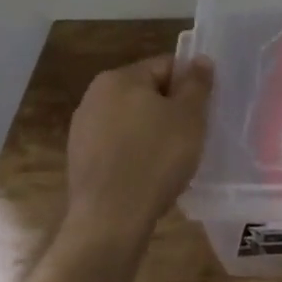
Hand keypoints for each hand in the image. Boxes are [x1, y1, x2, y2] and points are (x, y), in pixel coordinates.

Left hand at [64, 53, 214, 247]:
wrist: (109, 222)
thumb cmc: (155, 159)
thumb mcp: (189, 116)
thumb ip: (197, 83)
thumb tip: (200, 59)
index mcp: (119, 78)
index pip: (165, 66)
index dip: (189, 86)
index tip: (202, 111)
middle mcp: (94, 96)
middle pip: (146, 92)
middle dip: (170, 110)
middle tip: (190, 136)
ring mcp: (82, 130)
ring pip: (132, 121)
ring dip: (152, 132)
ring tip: (170, 160)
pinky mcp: (80, 160)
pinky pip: (118, 146)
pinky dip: (135, 154)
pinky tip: (148, 176)